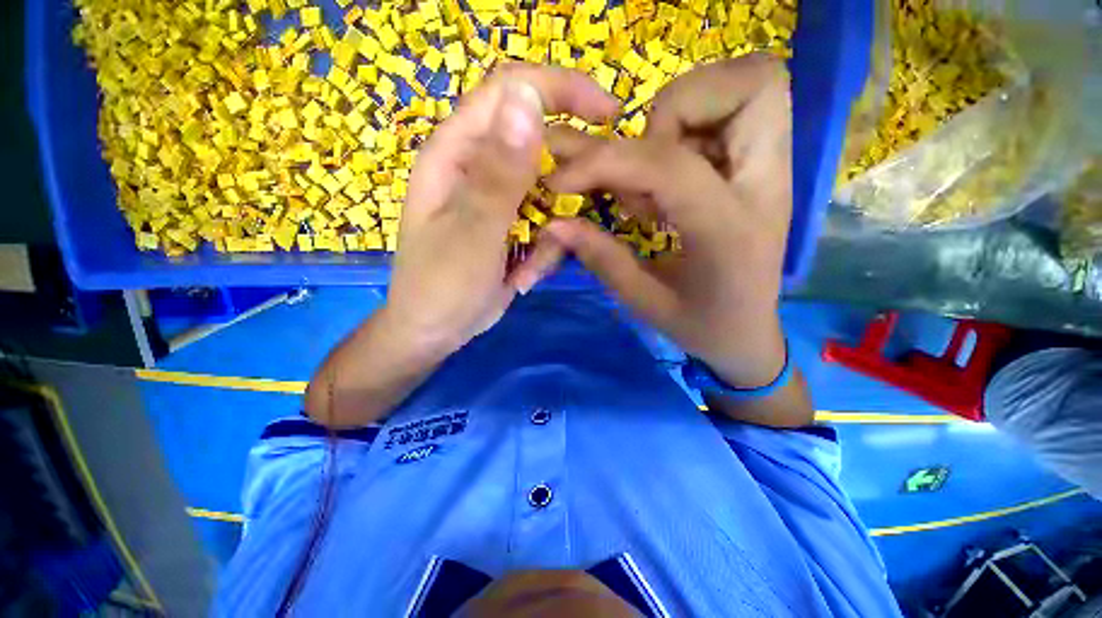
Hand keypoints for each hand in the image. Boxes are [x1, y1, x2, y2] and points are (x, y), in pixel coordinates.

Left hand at [385, 64, 618, 357]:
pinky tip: (523, 277)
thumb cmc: (442, 286)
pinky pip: (544, 224)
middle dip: (568, 178)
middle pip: (538, 145)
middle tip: (577, 215)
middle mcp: (479, 168)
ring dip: (554, 230)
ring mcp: (498, 200)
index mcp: (458, 153)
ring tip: (532, 264)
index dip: (562, 90)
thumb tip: (527, 98)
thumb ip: (499, 173)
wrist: (434, 332)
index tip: (609, 114)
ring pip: (548, 193)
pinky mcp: (510, 226)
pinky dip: (544, 251)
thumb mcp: (473, 233)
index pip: (510, 92)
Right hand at [544, 55, 791, 388]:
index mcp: (729, 231)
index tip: (563, 181)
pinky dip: (693, 125)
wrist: (749, 334)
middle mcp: (765, 185)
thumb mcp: (644, 302)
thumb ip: (601, 258)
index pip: (668, 165)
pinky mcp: (765, 168)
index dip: (606, 162)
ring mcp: (773, 171)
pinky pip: (737, 109)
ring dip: (684, 111)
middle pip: (753, 83)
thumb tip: (556, 224)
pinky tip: (670, 173)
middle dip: (676, 105)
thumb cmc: (700, 325)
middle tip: (641, 154)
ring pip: (750, 83)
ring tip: (652, 168)